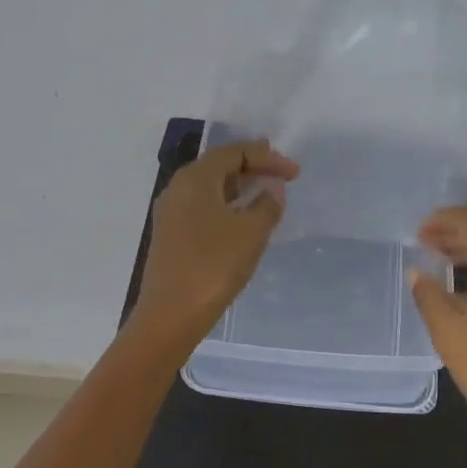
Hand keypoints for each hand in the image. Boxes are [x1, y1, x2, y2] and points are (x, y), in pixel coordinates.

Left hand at [133, 138, 299, 348]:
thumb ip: (267, 204)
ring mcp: (171, 212)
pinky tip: (242, 220)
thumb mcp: (251, 232)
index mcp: (195, 179)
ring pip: (210, 187)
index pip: (234, 153)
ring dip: (239, 187)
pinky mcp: (171, 235)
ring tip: (266, 193)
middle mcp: (178, 188)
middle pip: (219, 166)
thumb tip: (272, 189)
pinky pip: (203, 207)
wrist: (170, 314)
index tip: (295, 172)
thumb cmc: (213, 266)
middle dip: (252, 167)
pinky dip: (227, 205)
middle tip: (281, 173)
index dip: (267, 157)